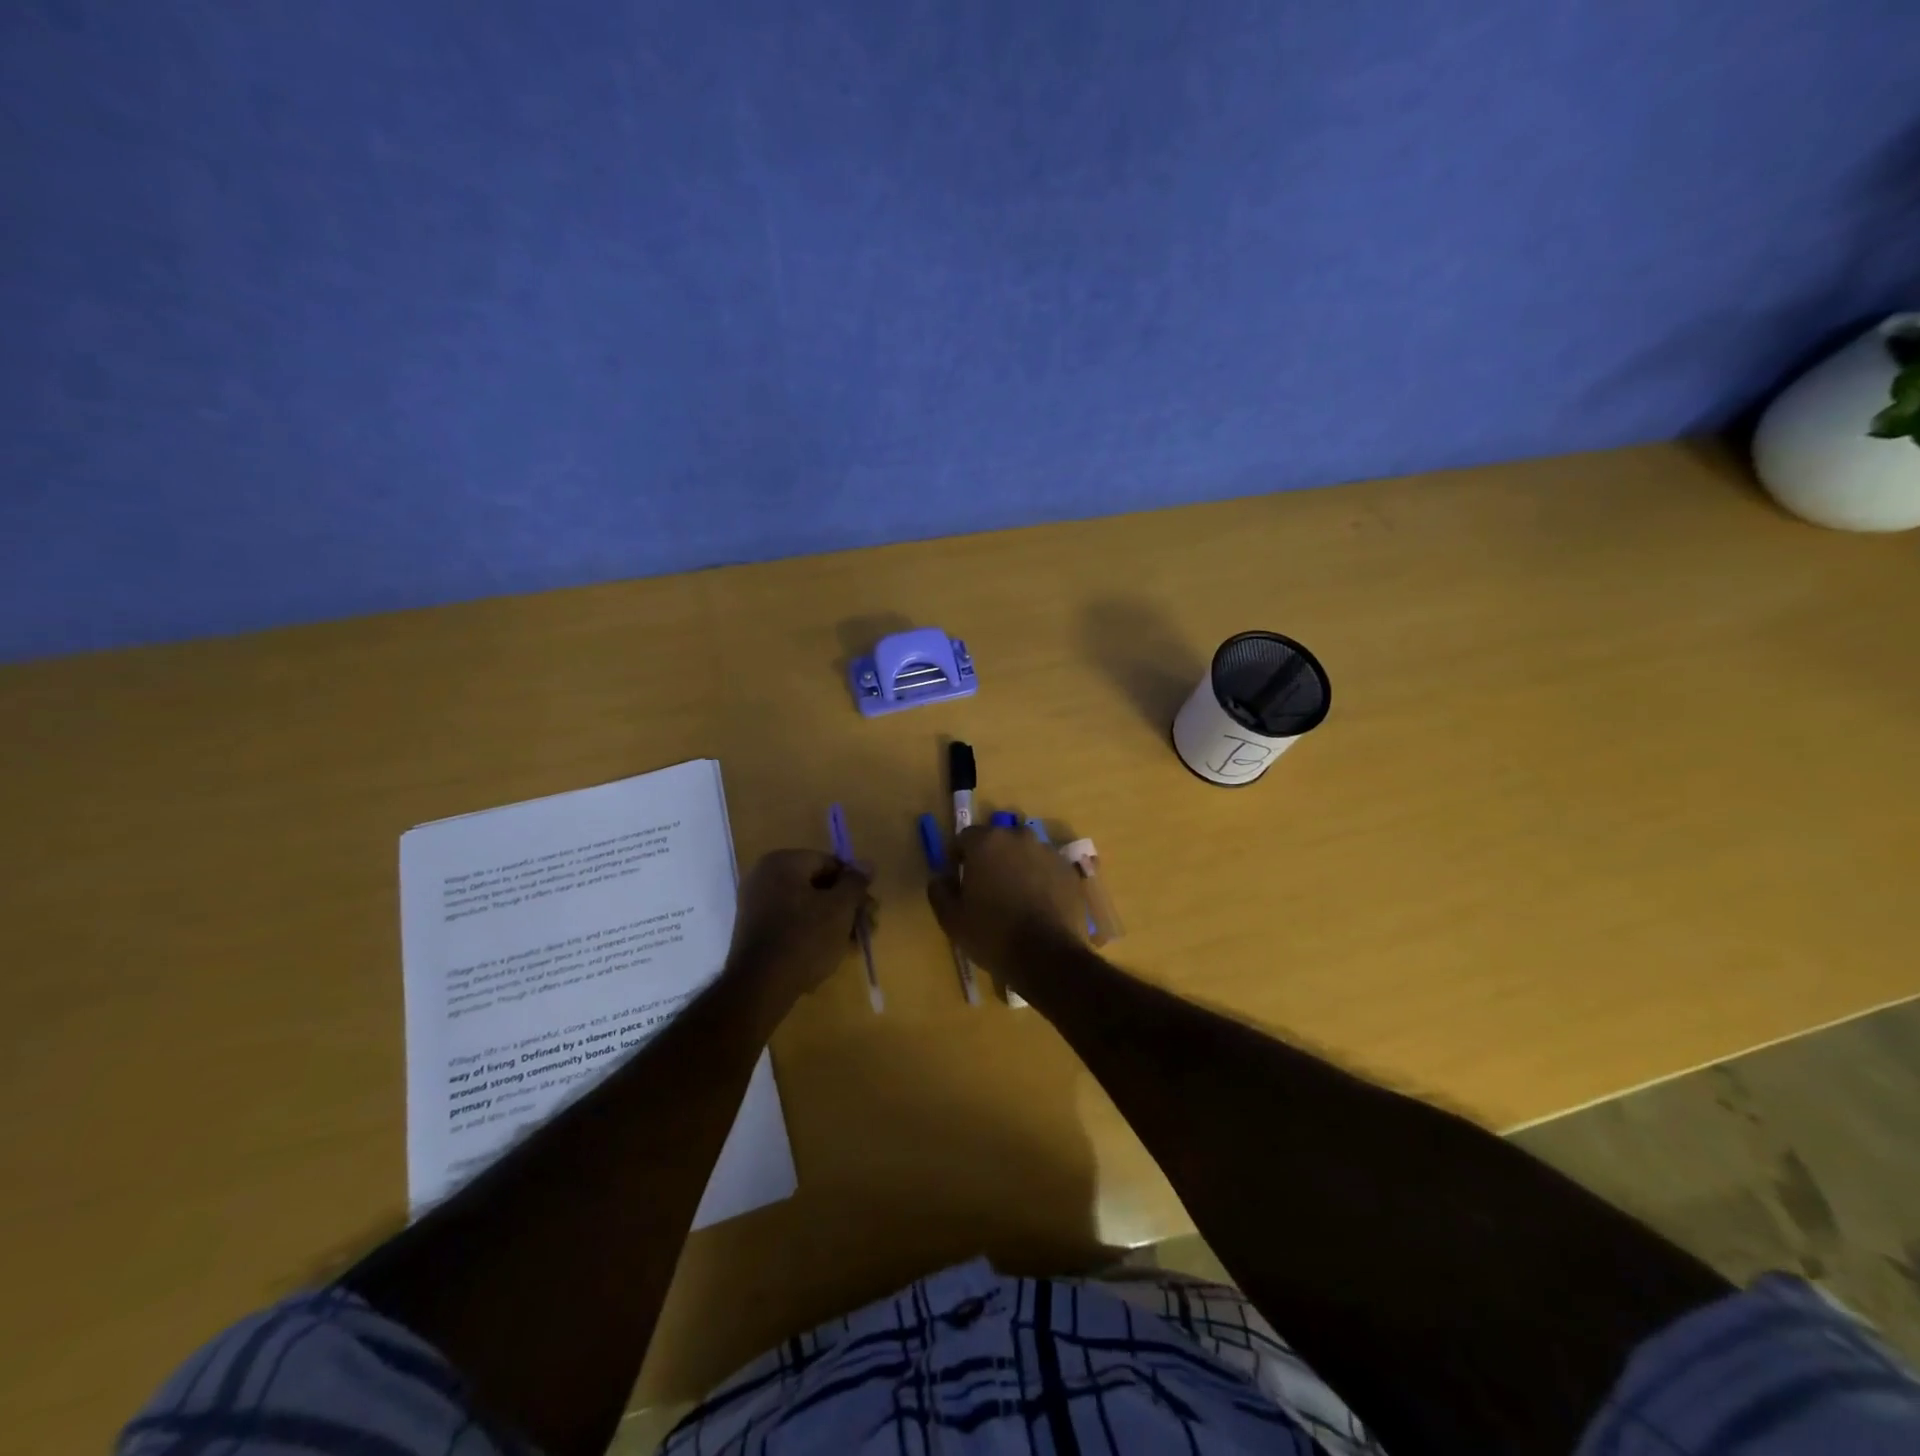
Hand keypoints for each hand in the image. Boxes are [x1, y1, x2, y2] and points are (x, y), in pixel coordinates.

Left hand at [728, 849, 873, 1005]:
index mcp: (782, 862)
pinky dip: (812, 932)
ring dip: (834, 922)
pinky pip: (791, 922)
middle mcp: (764, 877)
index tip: (869, 908)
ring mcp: (756, 904)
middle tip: (867, 928)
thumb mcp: (840, 908)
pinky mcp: (755, 931)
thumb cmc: (805, 938)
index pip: (829, 863)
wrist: (760, 987)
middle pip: (818, 885)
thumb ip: (855, 883)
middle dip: (846, 906)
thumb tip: (866, 864)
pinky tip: (832, 951)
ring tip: (854, 944)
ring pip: (806, 906)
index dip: (854, 884)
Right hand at [927, 826, 1086, 982]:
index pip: (965, 837)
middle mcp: (1019, 837)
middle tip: (986, 887)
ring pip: (1024, 853)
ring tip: (1014, 897)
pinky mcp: (1069, 871)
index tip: (958, 879)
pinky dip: (1039, 879)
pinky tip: (1037, 905)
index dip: (958, 857)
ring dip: (1016, 866)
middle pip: (998, 841)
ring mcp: (1048, 852)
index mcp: (987, 842)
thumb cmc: (992, 934)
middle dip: (990, 858)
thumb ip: (939, 891)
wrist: (1048, 957)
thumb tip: (940, 878)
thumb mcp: (952, 919)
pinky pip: (1046, 868)